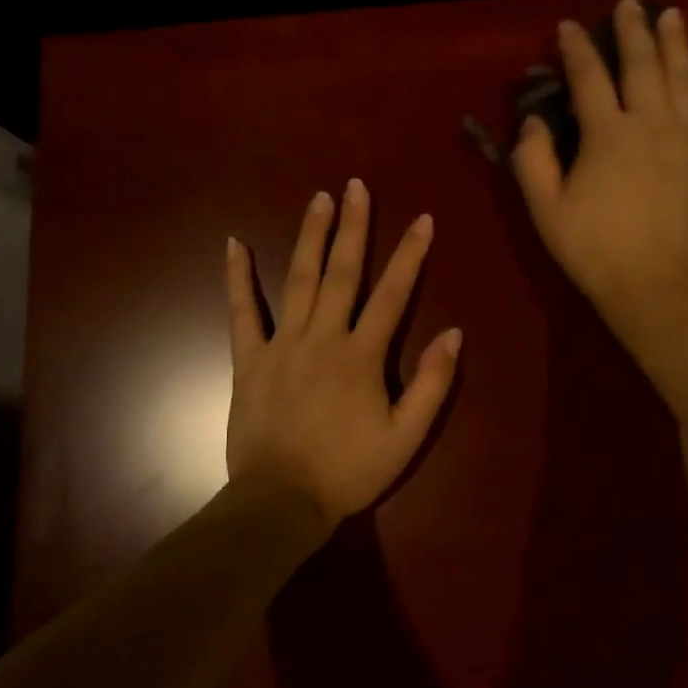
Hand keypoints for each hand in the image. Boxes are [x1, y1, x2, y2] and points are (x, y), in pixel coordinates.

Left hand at [225, 180, 462, 532]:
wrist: (282, 501)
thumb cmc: (349, 471)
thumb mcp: (406, 436)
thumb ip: (432, 383)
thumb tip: (453, 333)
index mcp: (362, 355)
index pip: (393, 294)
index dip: (410, 255)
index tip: (422, 220)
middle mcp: (323, 338)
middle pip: (342, 273)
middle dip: (353, 227)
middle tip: (355, 187)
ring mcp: (282, 345)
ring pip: (297, 280)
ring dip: (309, 236)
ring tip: (318, 199)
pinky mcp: (250, 360)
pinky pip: (242, 312)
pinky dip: (237, 278)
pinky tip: (234, 244)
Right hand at [512, 0, 687, 325]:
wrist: (658, 285)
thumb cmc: (595, 251)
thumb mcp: (546, 211)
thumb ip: (534, 161)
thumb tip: (533, 121)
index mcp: (607, 134)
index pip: (588, 77)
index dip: (576, 49)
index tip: (567, 28)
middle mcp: (651, 123)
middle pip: (643, 64)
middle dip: (632, 30)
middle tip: (629, 5)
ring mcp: (686, 138)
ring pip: (684, 76)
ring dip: (676, 43)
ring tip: (671, 16)